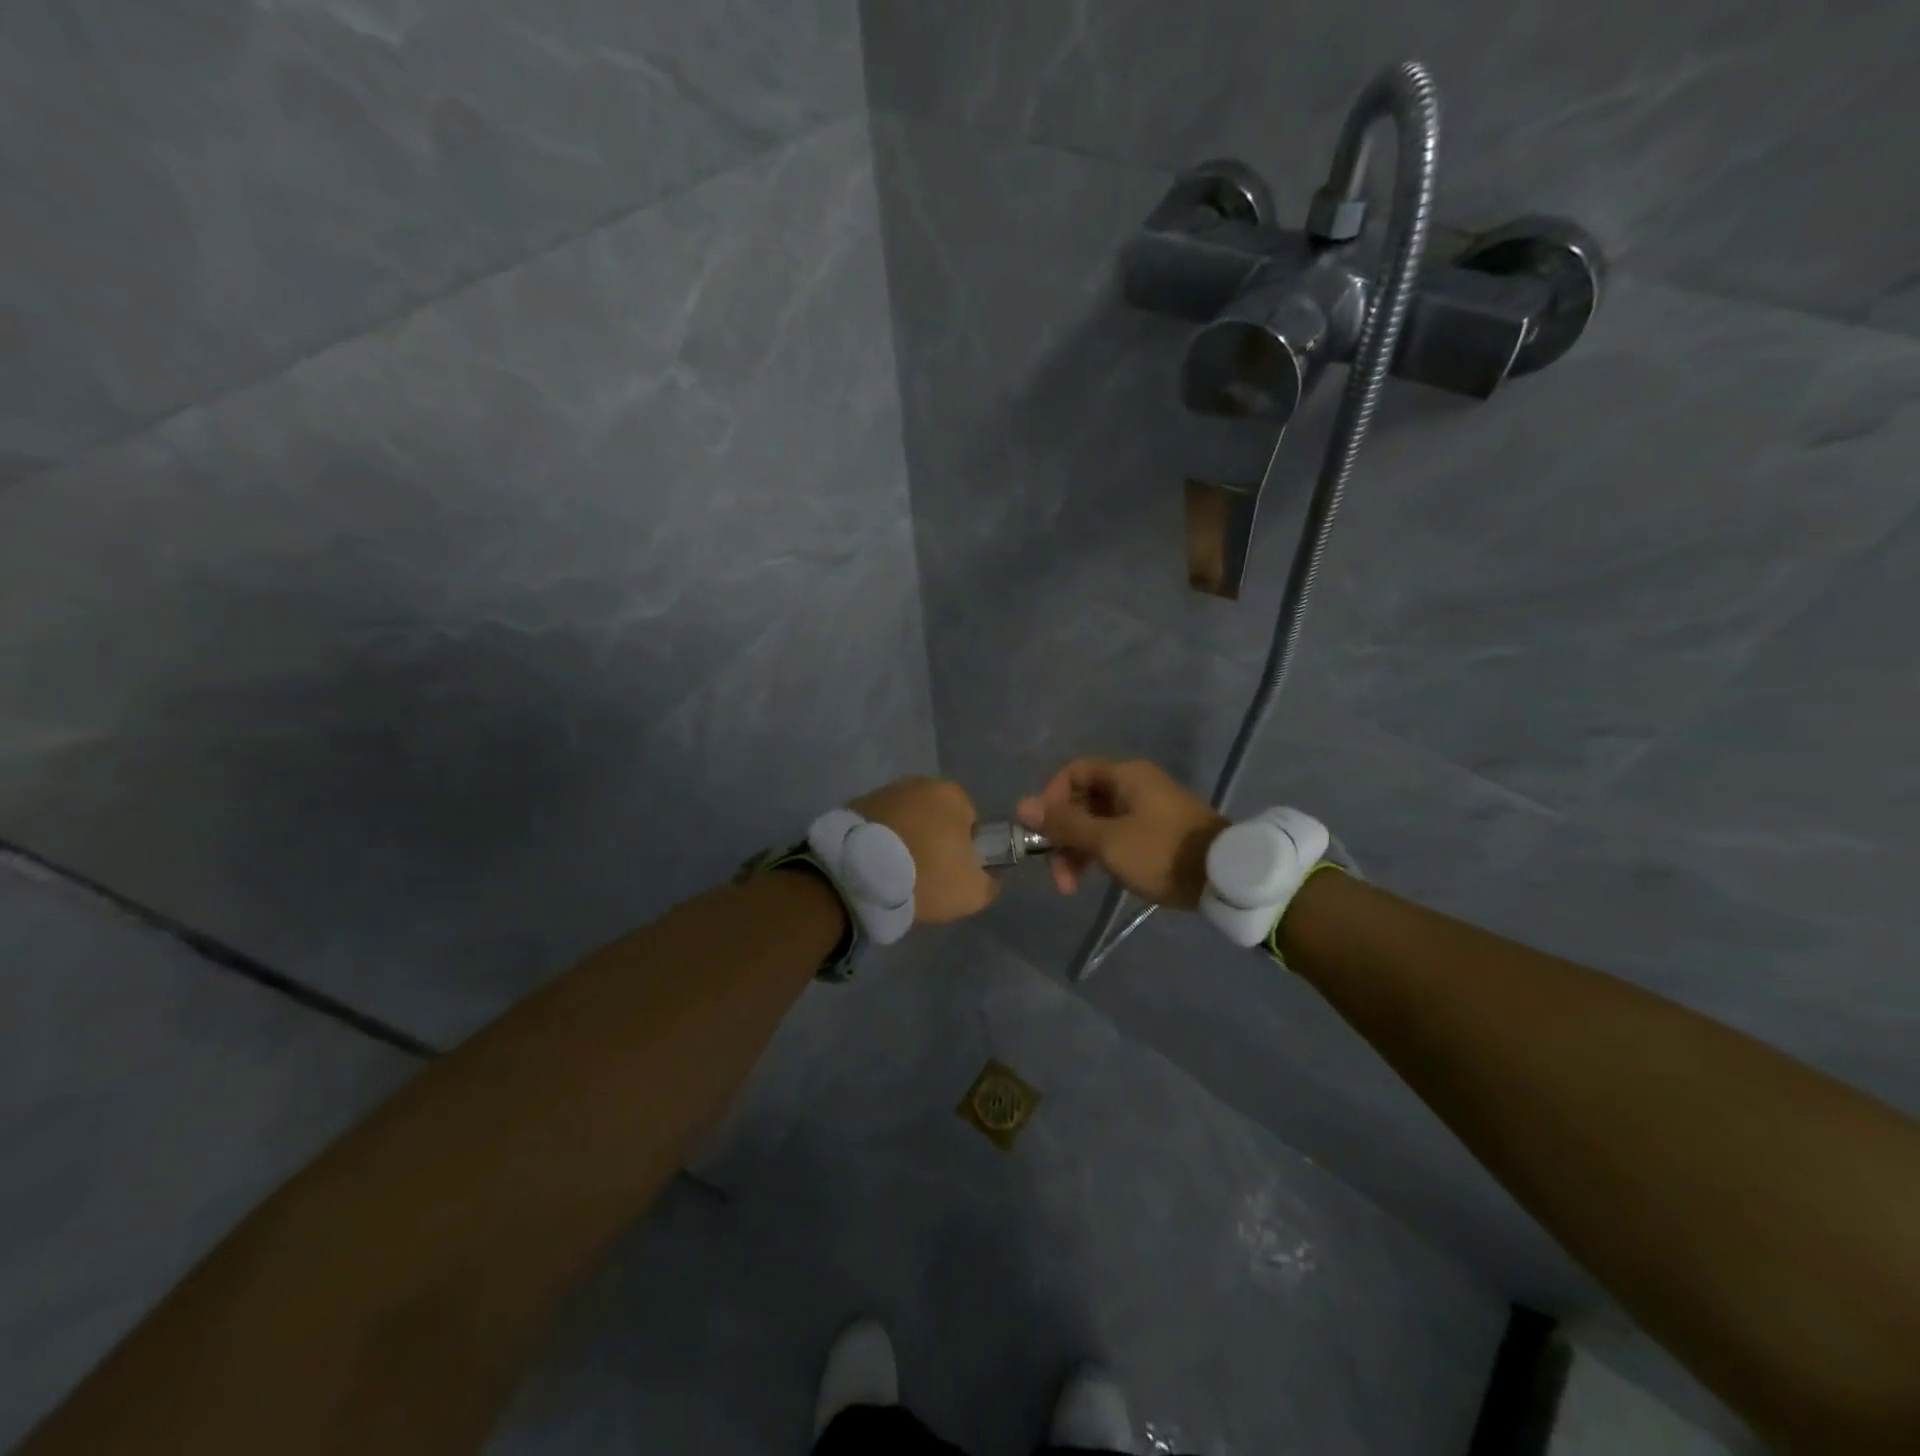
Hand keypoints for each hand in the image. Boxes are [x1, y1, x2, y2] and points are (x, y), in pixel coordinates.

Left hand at [851, 777, 998, 924]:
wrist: (861, 873)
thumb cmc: (927, 875)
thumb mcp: (973, 892)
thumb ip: (989, 882)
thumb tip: (987, 878)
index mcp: (953, 795)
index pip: (970, 823)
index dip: (963, 850)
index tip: (951, 872)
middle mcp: (919, 783)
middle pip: (936, 817)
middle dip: (932, 840)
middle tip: (924, 874)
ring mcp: (884, 791)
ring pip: (905, 820)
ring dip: (904, 839)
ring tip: (895, 872)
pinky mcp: (855, 804)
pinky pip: (878, 826)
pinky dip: (879, 841)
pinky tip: (874, 865)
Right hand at [1018, 758, 1228, 910]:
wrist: (1227, 878)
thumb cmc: (1162, 852)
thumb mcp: (1107, 841)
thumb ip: (1065, 824)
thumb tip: (1022, 804)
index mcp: (1125, 776)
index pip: (1073, 773)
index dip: (1051, 799)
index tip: (1042, 832)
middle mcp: (1136, 785)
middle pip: (1084, 800)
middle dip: (1064, 835)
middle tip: (1059, 873)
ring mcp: (1149, 809)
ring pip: (1099, 822)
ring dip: (1080, 850)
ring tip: (1074, 885)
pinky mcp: (1159, 833)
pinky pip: (1117, 834)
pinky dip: (1101, 853)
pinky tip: (1099, 876)